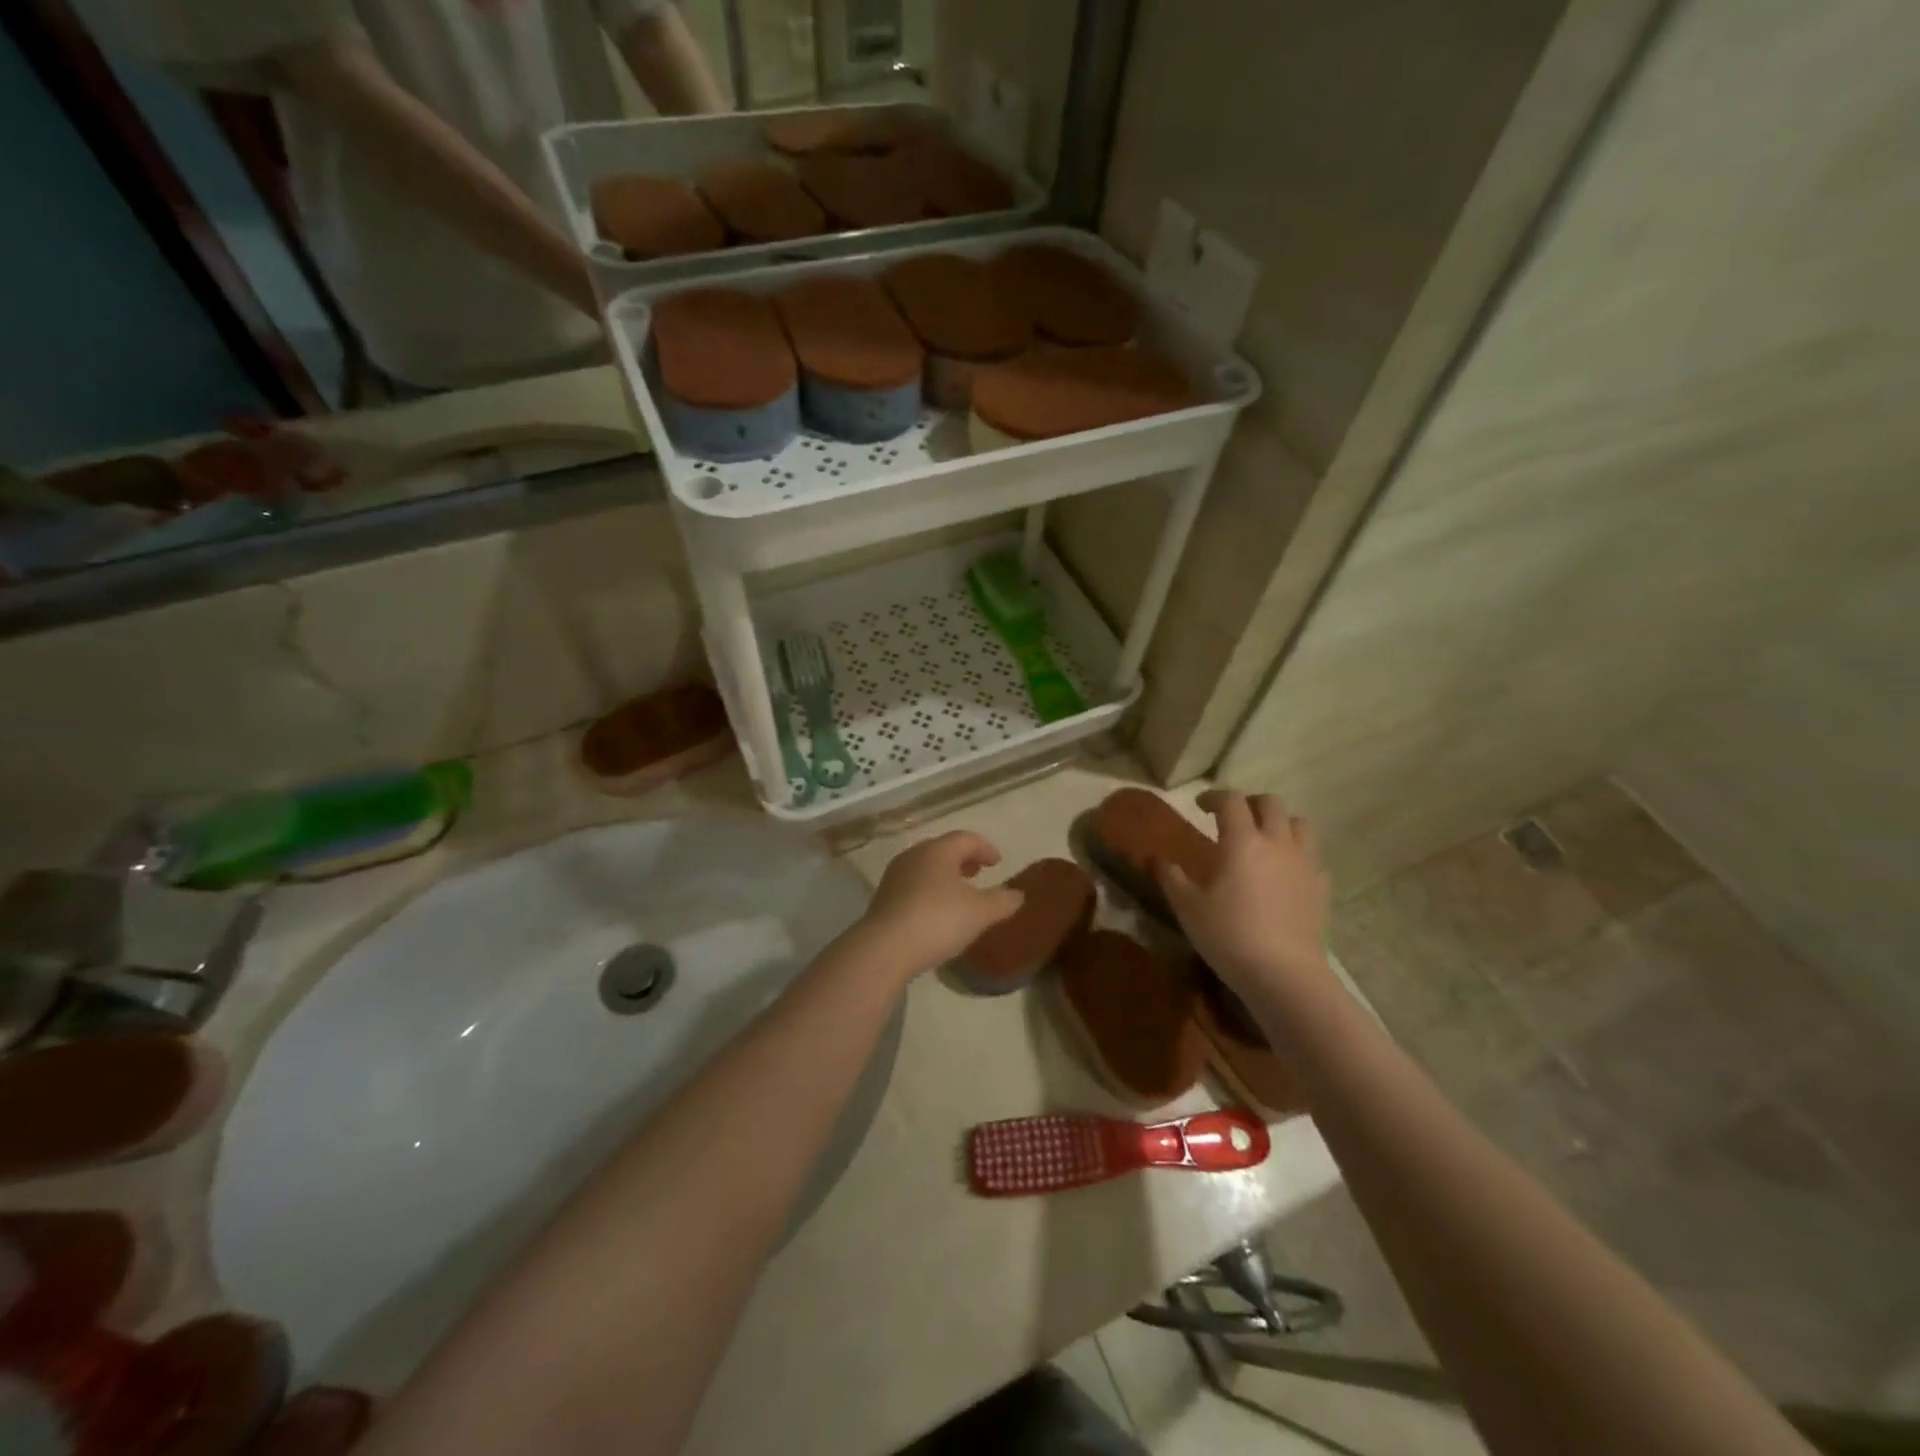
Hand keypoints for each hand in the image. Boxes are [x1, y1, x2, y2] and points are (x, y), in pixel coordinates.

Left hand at [854, 831, 1023, 977]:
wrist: (885, 949)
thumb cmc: (938, 920)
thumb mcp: (980, 913)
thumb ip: (1002, 901)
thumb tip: (1018, 894)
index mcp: (938, 851)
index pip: (966, 838)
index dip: (985, 848)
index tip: (998, 862)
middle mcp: (914, 856)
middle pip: (943, 850)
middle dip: (963, 859)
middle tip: (979, 872)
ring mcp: (895, 877)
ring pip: (926, 868)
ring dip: (945, 876)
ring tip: (960, 893)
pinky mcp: (883, 899)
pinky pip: (913, 886)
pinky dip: (930, 891)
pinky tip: (937, 912)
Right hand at [1158, 790, 1332, 991]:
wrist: (1284, 974)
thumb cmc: (1228, 935)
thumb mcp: (1188, 907)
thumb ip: (1171, 877)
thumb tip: (1157, 859)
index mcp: (1242, 841)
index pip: (1230, 801)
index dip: (1213, 797)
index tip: (1200, 806)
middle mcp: (1277, 843)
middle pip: (1271, 804)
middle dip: (1250, 803)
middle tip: (1233, 818)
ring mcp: (1305, 864)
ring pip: (1299, 824)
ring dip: (1280, 824)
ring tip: (1264, 840)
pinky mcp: (1322, 887)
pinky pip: (1313, 857)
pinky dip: (1298, 855)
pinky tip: (1285, 873)